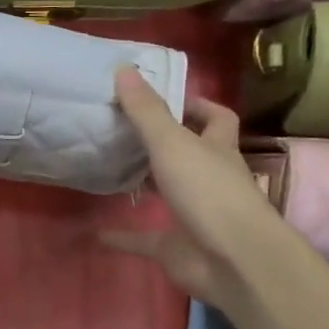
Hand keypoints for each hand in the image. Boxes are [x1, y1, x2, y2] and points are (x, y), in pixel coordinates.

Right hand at [102, 67, 279, 313]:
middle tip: (124, 130)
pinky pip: (144, 240)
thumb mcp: (173, 144)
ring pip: (168, 194)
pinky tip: (96, 232)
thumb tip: (124, 68)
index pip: (217, 119)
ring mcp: (195, 215)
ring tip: (110, 170)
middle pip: (190, 155)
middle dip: (164, 144)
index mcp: (218, 149)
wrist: (232, 260)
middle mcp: (210, 179)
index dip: (196, 106)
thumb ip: (147, 111)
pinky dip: (122, 236)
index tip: (163, 98)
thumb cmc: (209, 193)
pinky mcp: (177, 248)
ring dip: (145, 185)